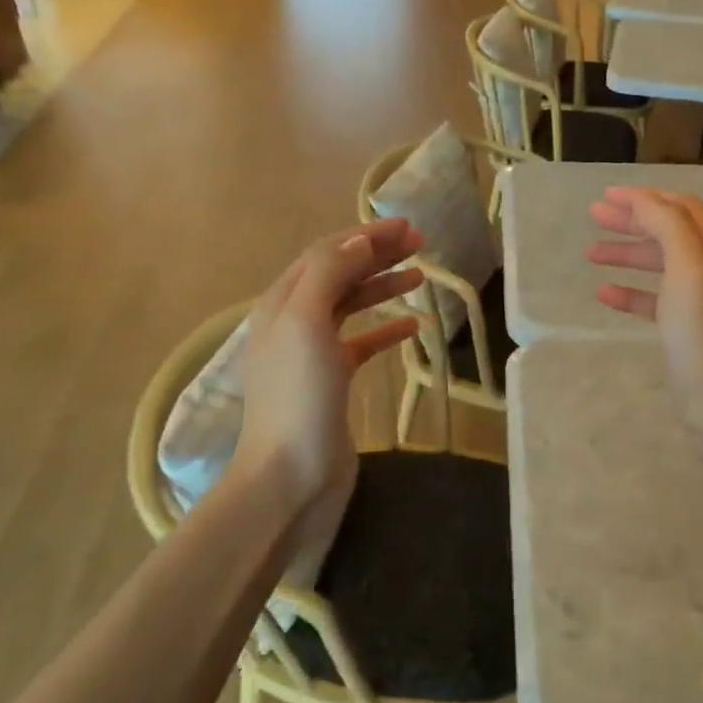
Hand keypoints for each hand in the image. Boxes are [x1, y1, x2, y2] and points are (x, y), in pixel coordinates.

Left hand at [230, 220, 423, 555]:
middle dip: (377, 254)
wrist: (291, 475)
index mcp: (283, 302)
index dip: (365, 235)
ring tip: (420, 275)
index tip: (407, 226)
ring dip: (383, 286)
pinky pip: (362, 344)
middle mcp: (294, 321)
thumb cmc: (298, 396)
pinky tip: (413, 325)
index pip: (326, 253)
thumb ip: (329, 274)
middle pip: (339, 274)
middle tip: (420, 242)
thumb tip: (358, 240)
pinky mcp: (332, 382)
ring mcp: (313, 353)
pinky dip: (386, 330)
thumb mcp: (307, 322)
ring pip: (351, 305)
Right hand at [586, 187, 702, 465]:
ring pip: (661, 265)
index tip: (604, 197)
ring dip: (628, 255)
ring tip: (591, 254)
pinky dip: (631, 292)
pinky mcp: (691, 330)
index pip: (681, 207)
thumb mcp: (689, 268)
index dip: (643, 198)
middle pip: (670, 232)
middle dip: (632, 222)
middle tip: (594, 218)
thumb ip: (667, 225)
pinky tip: (605, 294)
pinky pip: (657, 300)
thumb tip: (641, 199)